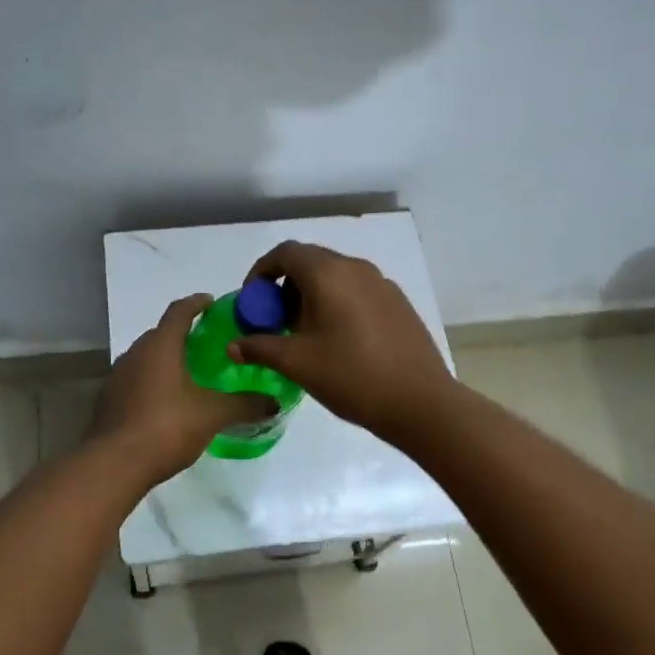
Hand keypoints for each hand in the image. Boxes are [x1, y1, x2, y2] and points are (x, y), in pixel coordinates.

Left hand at [89, 293, 278, 485]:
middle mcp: (135, 353)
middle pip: (160, 333)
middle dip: (182, 334)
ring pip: (145, 358)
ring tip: (188, 374)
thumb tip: (274, 403)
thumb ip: (244, 405)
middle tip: (206, 344)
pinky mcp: (108, 400)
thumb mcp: (212, 415)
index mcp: (160, 346)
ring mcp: (117, 377)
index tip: (211, 302)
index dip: (196, 303)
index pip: (179, 311)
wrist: (113, 465)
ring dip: (165, 360)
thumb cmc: (165, 427)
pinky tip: (166, 402)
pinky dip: (152, 382)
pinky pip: (135, 380)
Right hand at [229, 242, 454, 442]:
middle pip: (310, 262)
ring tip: (304, 335)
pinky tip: (337, 341)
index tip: (252, 301)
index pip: (286, 252)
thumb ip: (260, 347)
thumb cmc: (352, 376)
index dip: (261, 271)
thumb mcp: (298, 363)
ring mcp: (382, 284)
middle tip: (274, 322)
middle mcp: (356, 268)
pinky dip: (336, 303)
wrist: (421, 402)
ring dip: (311, 296)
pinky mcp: (398, 303)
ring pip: (335, 277)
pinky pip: (356, 291)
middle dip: (285, 286)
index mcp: (329, 274)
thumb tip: (233, 345)